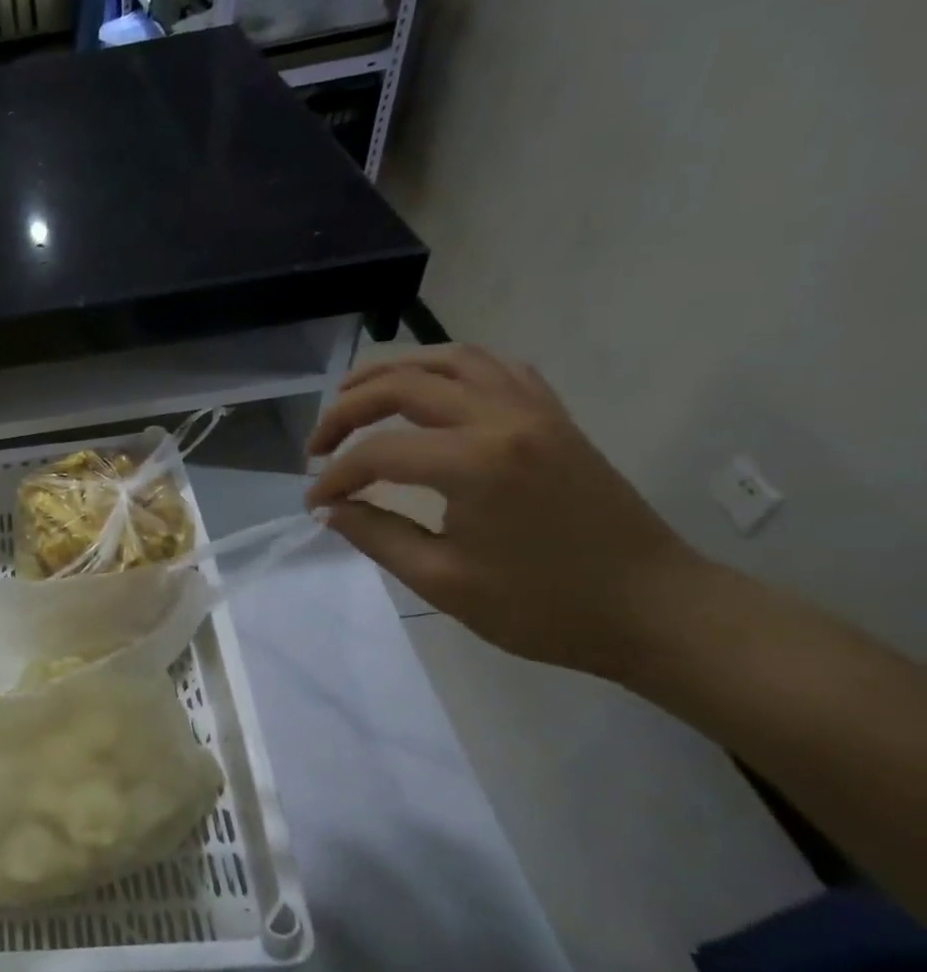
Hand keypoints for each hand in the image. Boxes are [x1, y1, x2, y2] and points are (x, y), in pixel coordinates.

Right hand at [306, 346, 699, 676]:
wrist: (656, 611)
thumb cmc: (544, 606)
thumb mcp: (443, 581)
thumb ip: (376, 536)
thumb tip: (330, 509)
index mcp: (475, 462)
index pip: (378, 453)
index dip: (334, 476)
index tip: (314, 504)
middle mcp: (502, 419)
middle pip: (403, 385)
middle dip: (345, 410)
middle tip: (317, 446)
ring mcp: (535, 411)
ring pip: (450, 360)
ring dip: (393, 372)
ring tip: (356, 395)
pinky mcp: (556, 418)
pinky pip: (496, 369)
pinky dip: (450, 370)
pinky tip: (431, 392)